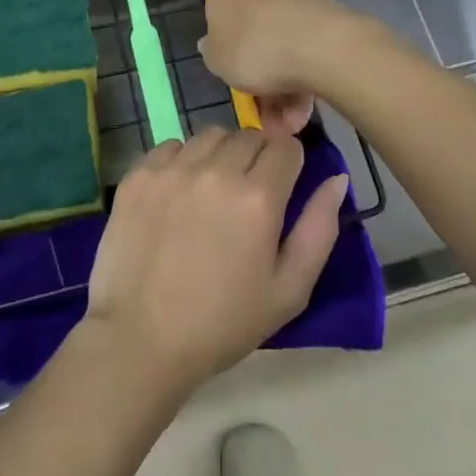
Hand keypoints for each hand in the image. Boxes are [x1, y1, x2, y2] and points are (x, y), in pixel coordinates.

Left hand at [84, 127, 346, 396]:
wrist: (140, 340)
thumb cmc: (223, 323)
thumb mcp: (289, 290)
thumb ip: (319, 228)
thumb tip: (336, 178)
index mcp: (259, 197)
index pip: (287, 147)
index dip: (289, 165)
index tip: (281, 189)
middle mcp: (217, 170)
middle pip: (249, 136)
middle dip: (256, 158)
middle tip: (246, 197)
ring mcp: (173, 168)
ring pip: (210, 135)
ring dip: (219, 155)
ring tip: (211, 192)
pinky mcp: (139, 174)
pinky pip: (171, 146)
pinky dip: (181, 162)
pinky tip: (177, 196)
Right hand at [199, 0, 372, 105]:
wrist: (322, 45)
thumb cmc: (255, 52)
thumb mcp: (216, 61)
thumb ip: (212, 52)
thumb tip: (214, 43)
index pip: (216, 15)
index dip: (222, 48)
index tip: (230, 73)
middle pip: (252, 36)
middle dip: (256, 77)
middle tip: (262, 113)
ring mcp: (294, 0)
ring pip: (280, 49)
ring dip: (281, 90)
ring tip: (289, 124)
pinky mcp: (323, 16)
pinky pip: (304, 51)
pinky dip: (302, 81)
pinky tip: (305, 111)